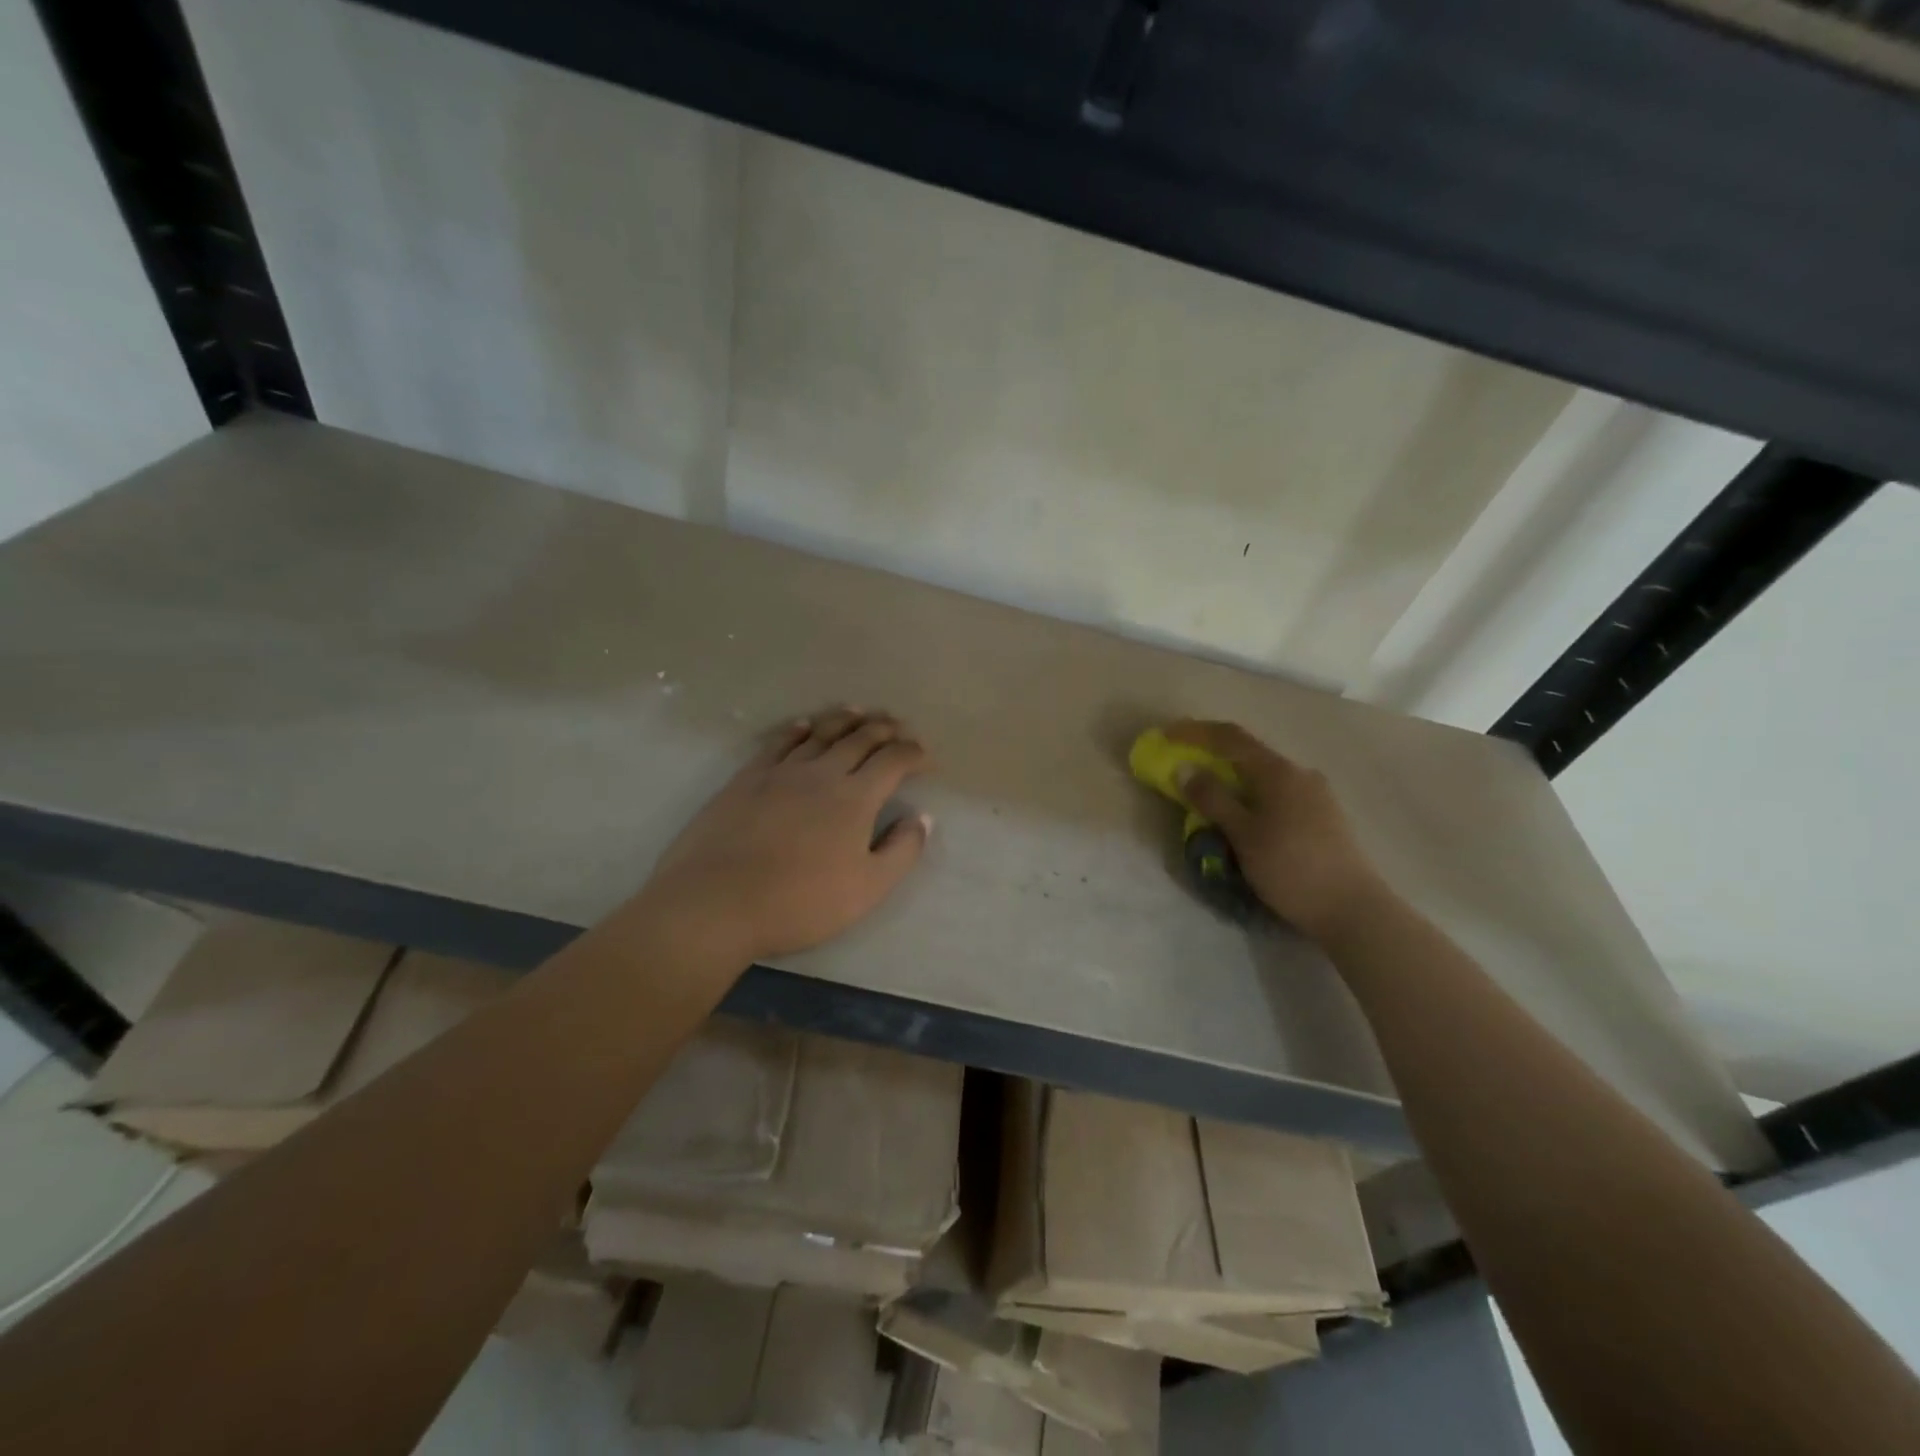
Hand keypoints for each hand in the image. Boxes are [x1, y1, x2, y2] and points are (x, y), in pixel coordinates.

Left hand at [639, 708, 932, 963]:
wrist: (717, 902)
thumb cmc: (800, 902)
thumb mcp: (867, 889)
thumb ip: (901, 851)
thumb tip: (922, 818)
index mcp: (856, 797)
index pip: (893, 761)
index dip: (914, 753)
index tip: (926, 757)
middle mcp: (822, 773)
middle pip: (860, 738)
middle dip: (885, 728)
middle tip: (899, 726)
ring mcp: (781, 771)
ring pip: (821, 733)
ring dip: (846, 720)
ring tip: (861, 712)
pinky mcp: (748, 777)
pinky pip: (779, 742)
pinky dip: (799, 729)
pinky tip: (805, 725)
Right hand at [1165, 719, 1385, 941]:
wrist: (1354, 909)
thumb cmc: (1291, 868)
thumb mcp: (1243, 835)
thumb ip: (1212, 799)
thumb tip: (1184, 769)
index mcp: (1279, 771)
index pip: (1231, 737)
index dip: (1195, 732)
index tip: (1166, 735)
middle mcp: (1300, 773)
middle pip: (1249, 754)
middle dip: (1214, 758)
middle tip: (1185, 770)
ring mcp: (1316, 794)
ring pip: (1265, 777)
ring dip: (1234, 780)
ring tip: (1212, 800)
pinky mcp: (1324, 816)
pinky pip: (1278, 794)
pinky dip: (1252, 796)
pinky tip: (1246, 819)